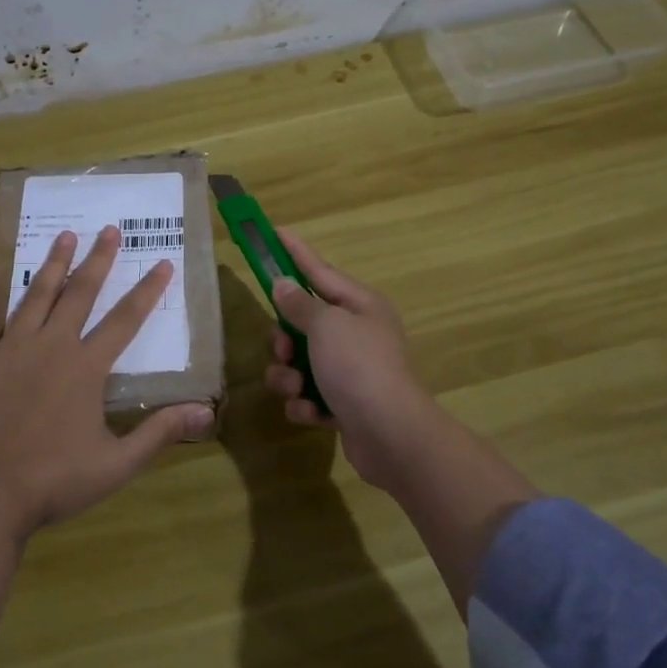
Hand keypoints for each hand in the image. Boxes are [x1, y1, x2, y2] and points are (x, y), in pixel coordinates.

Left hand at [0, 226, 214, 535]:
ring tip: (64, 235)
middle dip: (98, 260)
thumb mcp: (117, 463)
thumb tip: (206, 410)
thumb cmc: (55, 480)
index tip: (163, 263)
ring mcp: (11, 349)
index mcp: (86, 367)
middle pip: (80, 294)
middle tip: (109, 229)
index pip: (126, 320)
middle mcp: (52, 346)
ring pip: (36, 296)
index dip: (148, 290)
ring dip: (52, 265)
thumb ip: (161, 433)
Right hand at [263, 230, 435, 486]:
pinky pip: (308, 395)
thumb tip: (283, 284)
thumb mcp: (326, 326)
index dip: (295, 252)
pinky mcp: (343, 404)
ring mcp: (351, 371)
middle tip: (283, 348)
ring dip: (289, 376)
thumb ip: (300, 304)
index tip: (275, 232)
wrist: (391, 435)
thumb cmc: (359, 367)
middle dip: (284, 338)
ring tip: (296, 388)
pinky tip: (312, 413)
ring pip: (299, 362)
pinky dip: (305, 404)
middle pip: (303, 323)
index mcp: (360, 306)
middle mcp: (357, 334)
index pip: (320, 271)